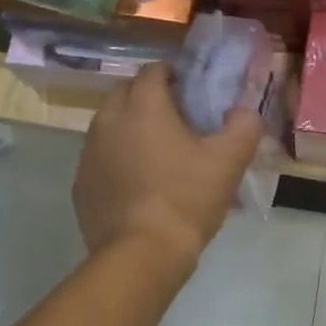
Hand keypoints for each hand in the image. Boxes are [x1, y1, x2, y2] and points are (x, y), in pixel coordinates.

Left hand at [73, 63, 262, 267]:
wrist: (142, 255)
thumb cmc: (187, 199)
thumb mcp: (229, 161)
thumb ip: (243, 126)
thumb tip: (244, 113)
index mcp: (143, 106)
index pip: (153, 70)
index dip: (173, 74)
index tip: (191, 90)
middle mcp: (108, 120)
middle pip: (126, 93)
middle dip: (148, 97)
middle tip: (176, 119)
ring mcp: (89, 153)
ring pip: (109, 124)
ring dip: (130, 127)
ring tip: (157, 151)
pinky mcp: (81, 183)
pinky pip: (100, 157)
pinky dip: (117, 158)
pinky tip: (138, 182)